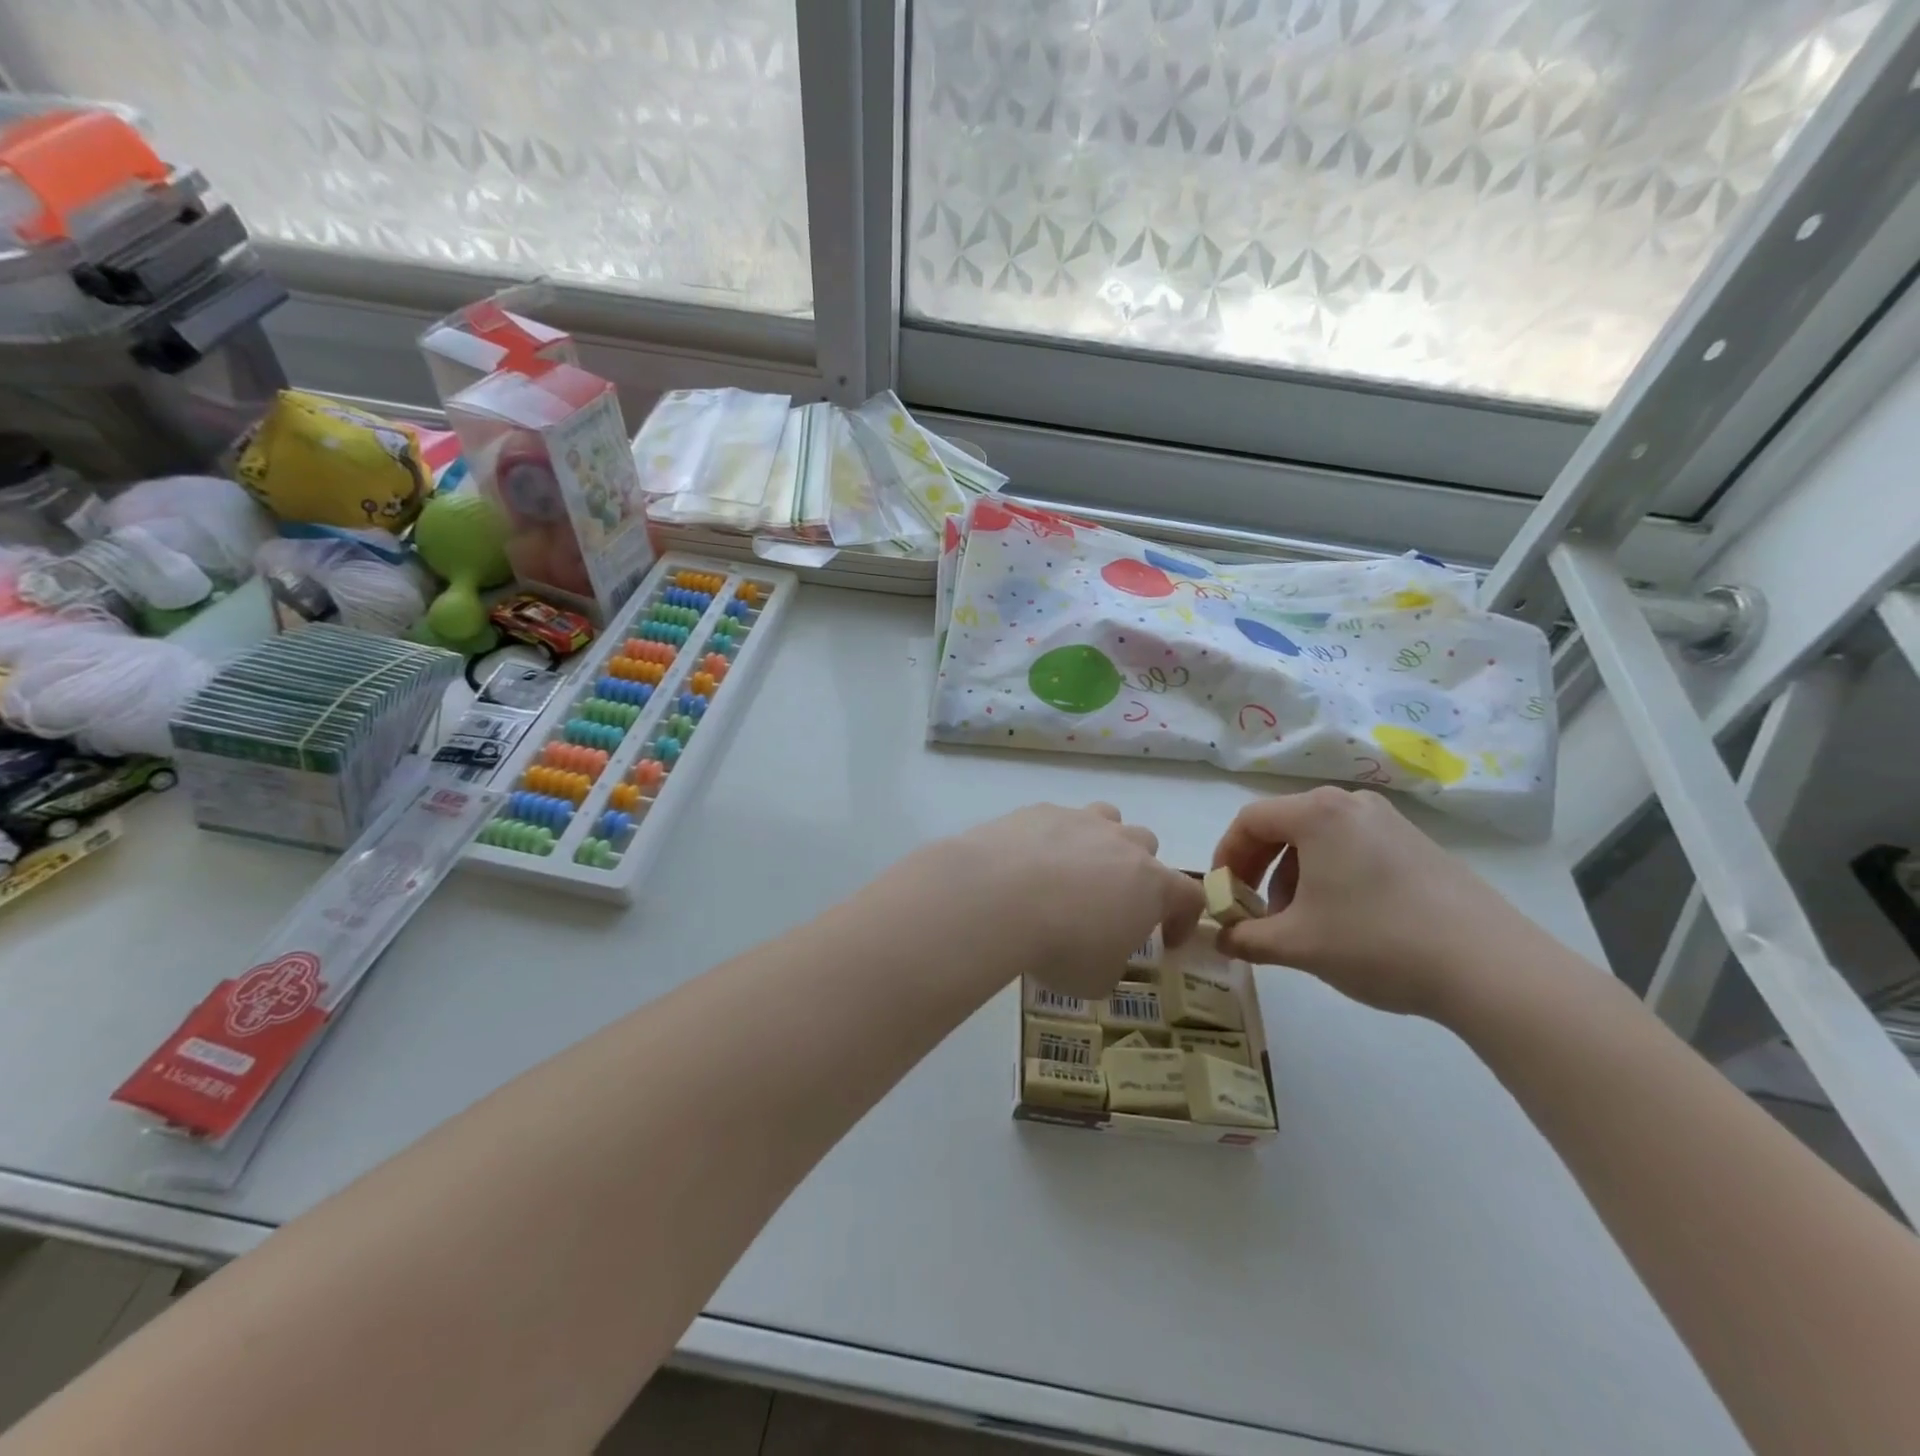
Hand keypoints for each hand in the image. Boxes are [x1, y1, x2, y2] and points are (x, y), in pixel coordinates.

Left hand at [927, 803, 1205, 999]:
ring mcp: (1079, 820)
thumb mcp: (1096, 977)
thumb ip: (1111, 961)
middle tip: (1112, 901)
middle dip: (1137, 871)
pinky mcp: (1038, 811)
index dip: (1184, 918)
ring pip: (1106, 819)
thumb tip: (1102, 954)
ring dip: (1100, 842)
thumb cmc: (1061, 944)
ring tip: (1074, 871)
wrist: (998, 896)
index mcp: (1151, 884)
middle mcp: (1122, 843)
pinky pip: (1056, 820)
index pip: (1189, 895)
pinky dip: (1051, 840)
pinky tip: (1027, 864)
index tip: (1168, 940)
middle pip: (1146, 845)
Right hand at [1211, 787, 1541, 1019]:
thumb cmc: (1376, 941)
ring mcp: (1390, 821)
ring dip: (1293, 875)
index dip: (1224, 857)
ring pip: (1319, 839)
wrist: (1491, 967)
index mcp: (1316, 813)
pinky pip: (1353, 848)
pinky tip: (1345, 920)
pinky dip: (1330, 875)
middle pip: (1283, 825)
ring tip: (1300, 923)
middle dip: (1258, 868)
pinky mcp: (1418, 845)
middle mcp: (1351, 804)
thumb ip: (1246, 938)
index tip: (1221, 895)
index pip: (1249, 821)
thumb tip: (1220, 938)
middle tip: (1253, 910)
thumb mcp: (1297, 945)